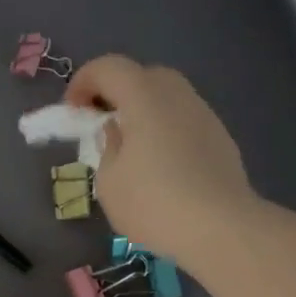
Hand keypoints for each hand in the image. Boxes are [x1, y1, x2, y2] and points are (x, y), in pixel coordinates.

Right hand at [65, 55, 254, 261]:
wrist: (222, 229)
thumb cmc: (155, 204)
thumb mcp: (109, 182)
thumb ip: (107, 147)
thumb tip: (118, 131)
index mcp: (145, 96)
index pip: (109, 67)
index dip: (83, 82)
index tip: (72, 112)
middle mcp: (178, 95)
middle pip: (142, 76)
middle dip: (116, 94)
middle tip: (102, 124)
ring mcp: (204, 115)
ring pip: (168, 98)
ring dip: (144, 112)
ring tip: (132, 148)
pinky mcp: (221, 138)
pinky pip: (185, 121)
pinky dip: (167, 130)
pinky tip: (163, 166)